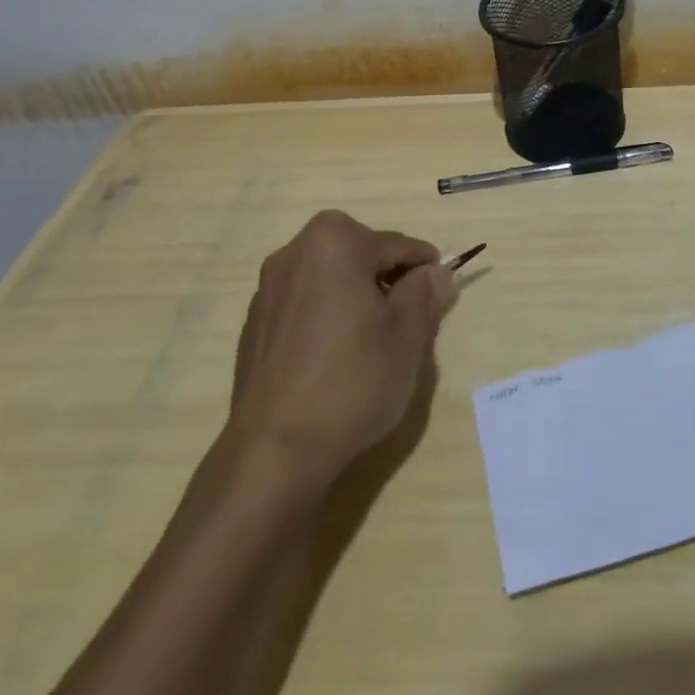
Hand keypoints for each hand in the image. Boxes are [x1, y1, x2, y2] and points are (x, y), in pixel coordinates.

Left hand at [225, 210, 456, 486]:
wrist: (274, 451)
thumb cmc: (352, 381)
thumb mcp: (408, 335)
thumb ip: (425, 292)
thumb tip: (434, 271)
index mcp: (334, 242)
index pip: (397, 245)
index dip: (425, 270)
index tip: (440, 296)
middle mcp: (294, 253)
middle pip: (360, 256)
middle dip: (387, 280)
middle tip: (409, 321)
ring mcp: (268, 290)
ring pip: (330, 280)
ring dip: (356, 298)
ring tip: (373, 343)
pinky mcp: (255, 326)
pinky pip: (305, 306)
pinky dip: (327, 318)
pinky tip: (336, 360)